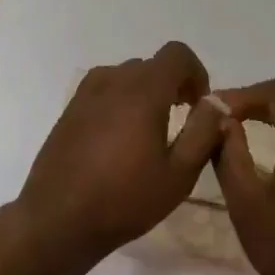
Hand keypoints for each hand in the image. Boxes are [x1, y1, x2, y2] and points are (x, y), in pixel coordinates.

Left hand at [20, 42, 223, 257]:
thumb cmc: (125, 200)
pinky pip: (104, 91)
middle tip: (181, 124)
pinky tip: (120, 141)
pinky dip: (121, 103)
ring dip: (146, 94)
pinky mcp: (69, 110)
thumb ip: (204, 131)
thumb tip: (218, 102)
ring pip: (126, 77)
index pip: (177, 54)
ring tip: (150, 134)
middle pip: (152, 66)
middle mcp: (112, 80)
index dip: (196, 73)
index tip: (198, 106)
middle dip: (172, 86)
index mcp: (142, 90)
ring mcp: (86, 94)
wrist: (57, 220)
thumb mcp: (178, 173)